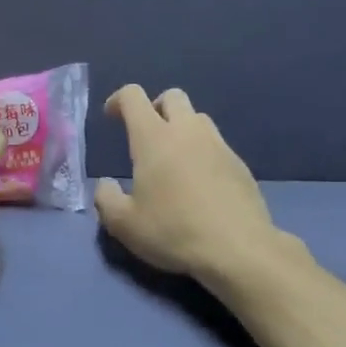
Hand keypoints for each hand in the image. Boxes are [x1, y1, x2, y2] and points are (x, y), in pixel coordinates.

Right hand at [94, 86, 282, 285]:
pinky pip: (216, 144)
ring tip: (173, 159)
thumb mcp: (124, 224)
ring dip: (181, 128)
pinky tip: (199, 183)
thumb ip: (106, 199)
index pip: (133, 96)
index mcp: (154, 138)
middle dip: (155, 107)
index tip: (111, 116)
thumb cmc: (173, 231)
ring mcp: (218, 145)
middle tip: (146, 135)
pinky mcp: (240, 164)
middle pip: (172, 96)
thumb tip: (105, 185)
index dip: (118, 99)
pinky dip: (202, 152)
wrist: (238, 249)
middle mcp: (187, 131)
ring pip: (198, 118)